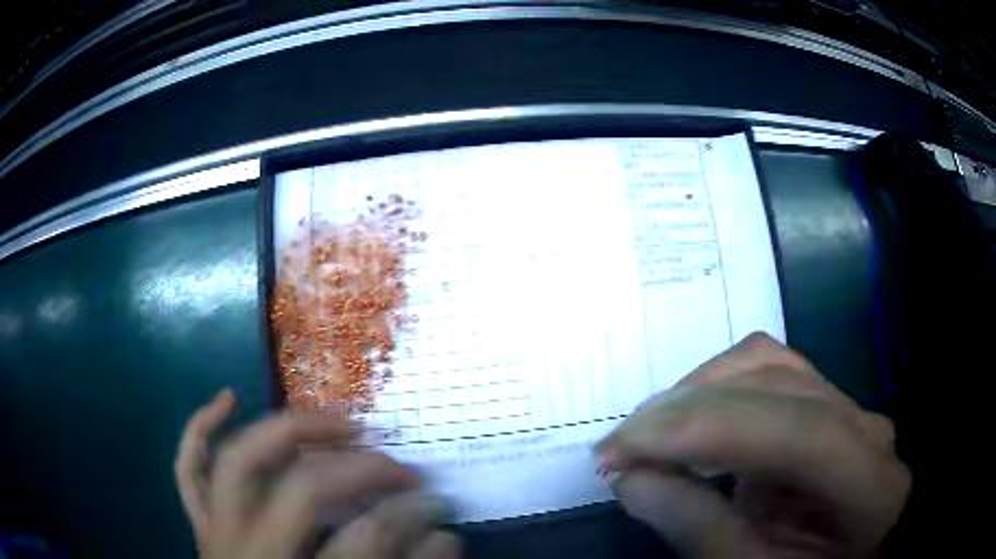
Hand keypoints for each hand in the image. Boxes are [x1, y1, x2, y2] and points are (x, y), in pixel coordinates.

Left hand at [174, 389, 460, 558]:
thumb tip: (445, 535)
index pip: (362, 543)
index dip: (405, 517)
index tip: (436, 502)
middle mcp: (250, 555)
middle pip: (299, 492)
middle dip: (357, 470)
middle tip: (395, 465)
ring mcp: (216, 535)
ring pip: (237, 464)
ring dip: (286, 431)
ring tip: (334, 421)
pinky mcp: (200, 525)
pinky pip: (189, 470)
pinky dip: (200, 429)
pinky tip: (228, 399)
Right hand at [596, 333, 909, 558]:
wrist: (835, 558)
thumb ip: (698, 530)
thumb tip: (630, 479)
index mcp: (868, 485)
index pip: (797, 433)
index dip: (707, 433)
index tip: (623, 452)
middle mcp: (866, 427)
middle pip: (778, 387)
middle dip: (686, 411)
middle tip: (616, 449)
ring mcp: (846, 406)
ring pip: (770, 365)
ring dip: (698, 392)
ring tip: (648, 431)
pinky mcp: (822, 401)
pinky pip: (769, 369)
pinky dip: (718, 386)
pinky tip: (690, 414)